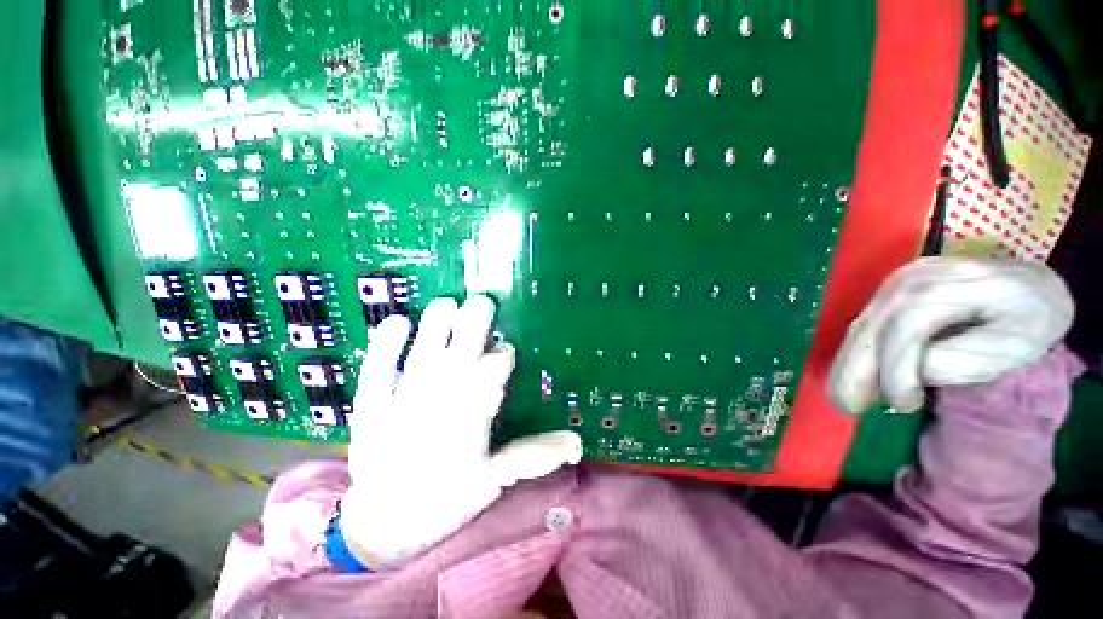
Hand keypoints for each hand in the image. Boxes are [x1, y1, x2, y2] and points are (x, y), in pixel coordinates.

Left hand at [340, 295, 581, 568]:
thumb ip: (534, 455)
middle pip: (463, 351)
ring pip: (425, 351)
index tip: (505, 351)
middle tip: (483, 302)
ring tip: (447, 302)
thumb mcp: (495, 479)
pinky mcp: (372, 406)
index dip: (502, 357)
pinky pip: (377, 369)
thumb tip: (577, 443)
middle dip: (474, 323)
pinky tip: (396, 320)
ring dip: (436, 324)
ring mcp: (404, 400)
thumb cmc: (447, 500)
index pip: (494, 373)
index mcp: (472, 416)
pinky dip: (384, 344)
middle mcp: (441, 400)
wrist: (385, 526)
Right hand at [829, 257, 1073, 413]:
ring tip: (842, 396)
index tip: (903, 406)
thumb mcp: (1015, 344)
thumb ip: (965, 359)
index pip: (907, 327)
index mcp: (952, 286)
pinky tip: (852, 375)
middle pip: (872, 326)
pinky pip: (864, 325)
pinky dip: (855, 353)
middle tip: (845, 406)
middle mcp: (912, 279)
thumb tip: (916, 372)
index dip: (898, 369)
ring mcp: (895, 283)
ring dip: (848, 364)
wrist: (1029, 283)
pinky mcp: (888, 292)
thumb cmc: (1032, 319)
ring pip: (861, 327)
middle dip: (854, 369)